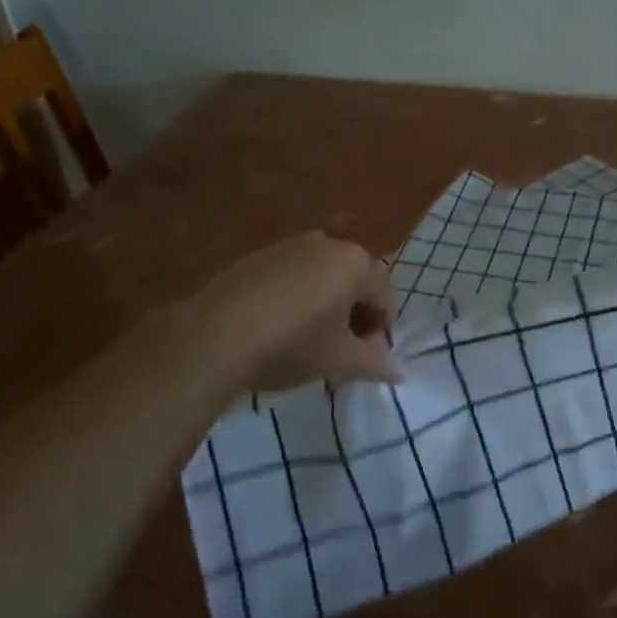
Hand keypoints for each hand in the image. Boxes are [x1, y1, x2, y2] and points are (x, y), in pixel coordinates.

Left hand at [184, 232, 399, 394]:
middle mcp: (328, 244)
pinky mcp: (260, 256)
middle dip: (357, 314)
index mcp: (356, 263)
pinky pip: (294, 273)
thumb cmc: (292, 344)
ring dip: (328, 303)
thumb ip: (373, 363)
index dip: (383, 330)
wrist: (215, 334)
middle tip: (345, 351)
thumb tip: (401, 373)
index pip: (385, 296)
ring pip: (324, 274)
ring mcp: (291, 245)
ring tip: (313, 339)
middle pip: (357, 280)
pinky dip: (299, 295)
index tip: (369, 359)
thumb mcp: (338, 359)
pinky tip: (281, 325)